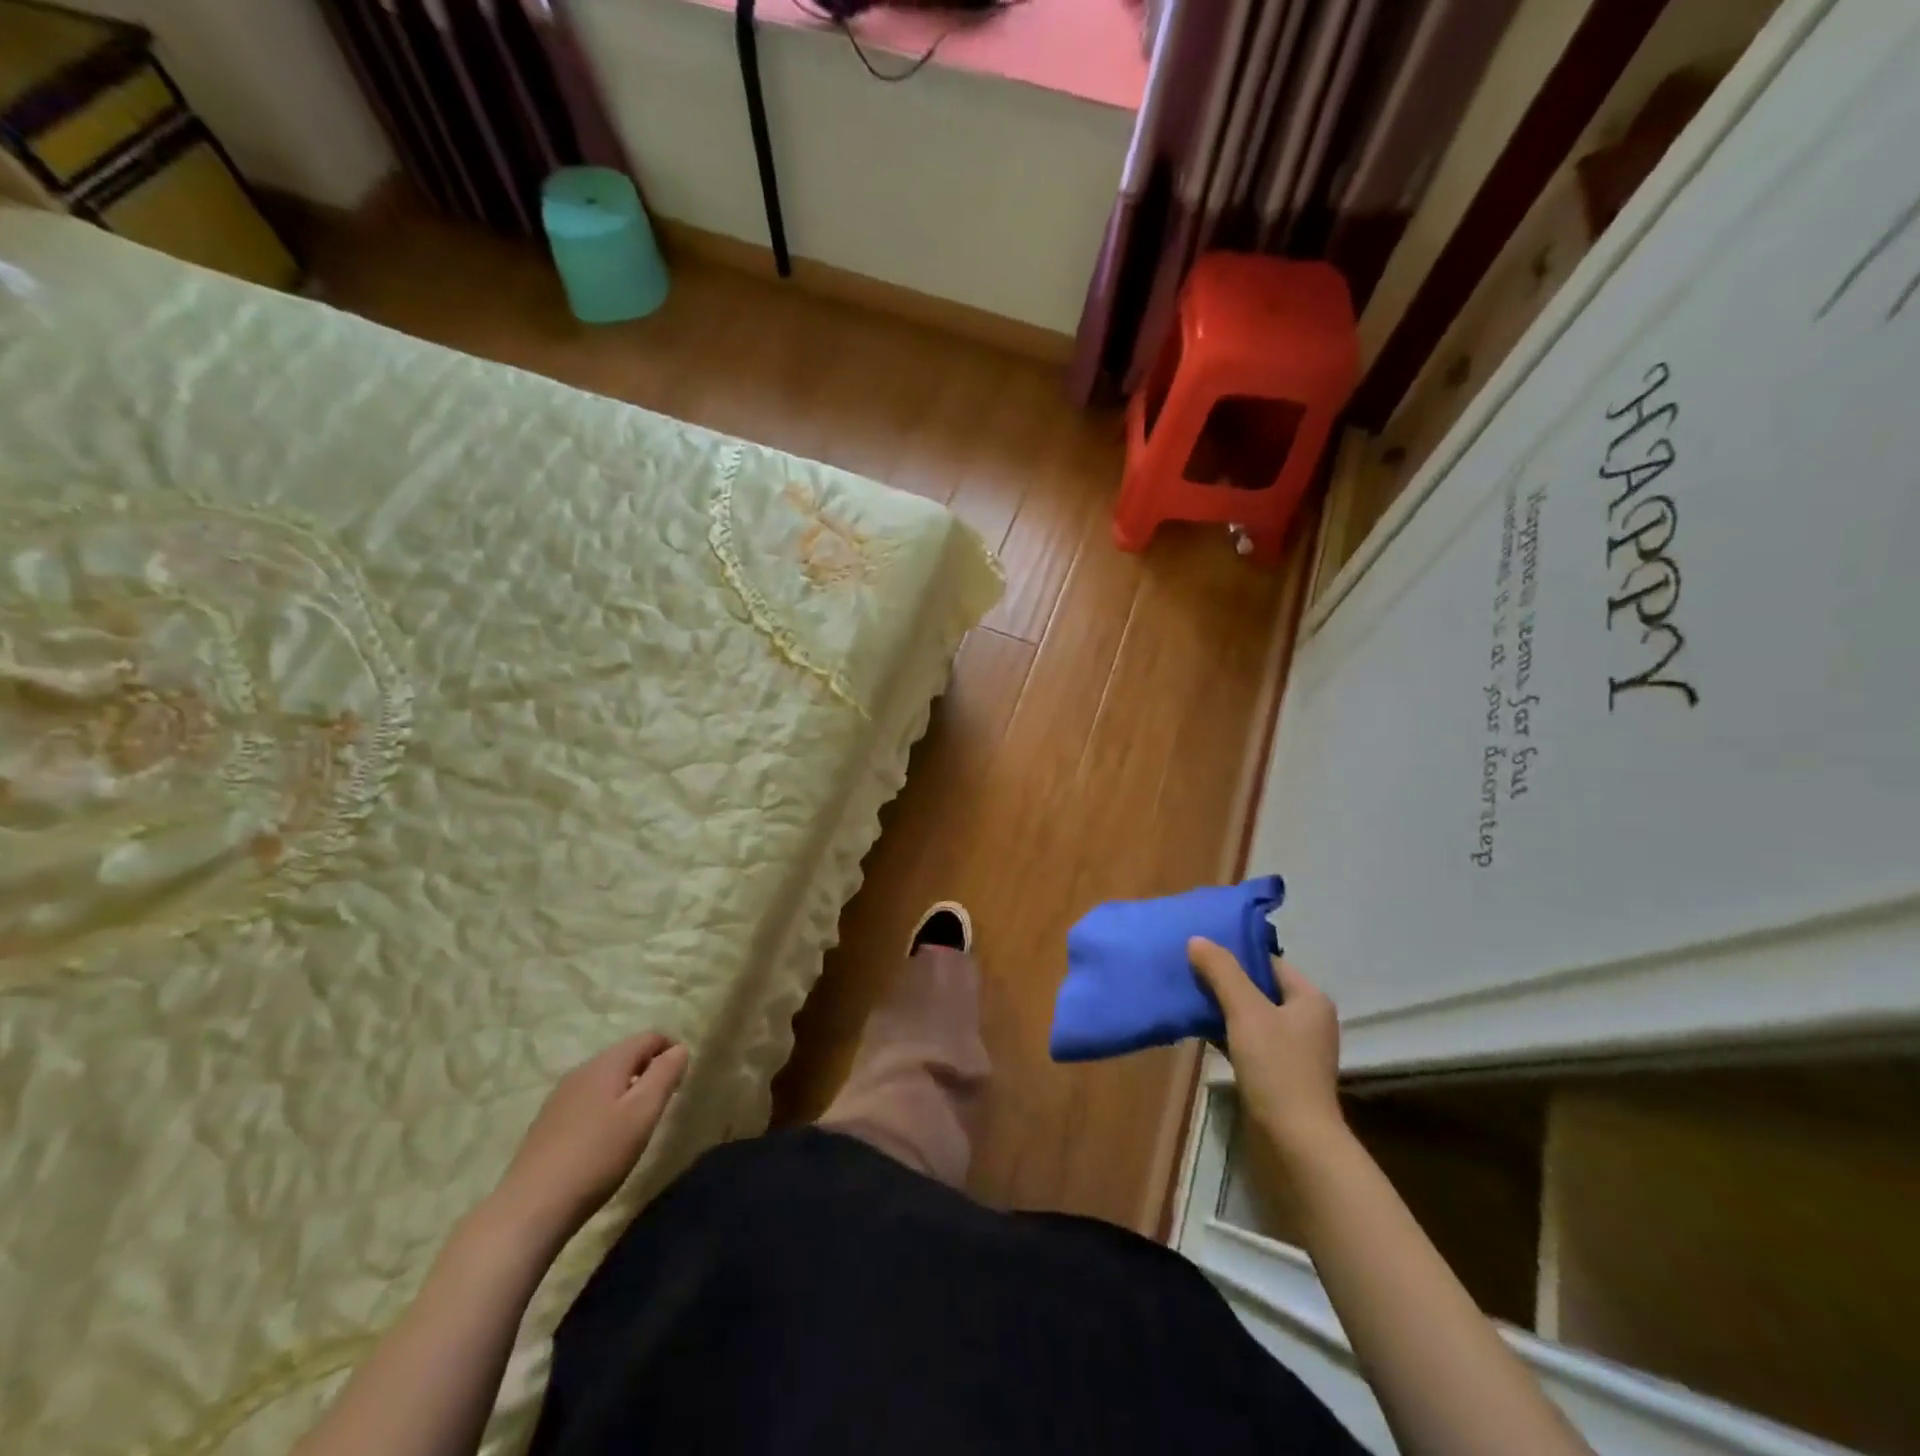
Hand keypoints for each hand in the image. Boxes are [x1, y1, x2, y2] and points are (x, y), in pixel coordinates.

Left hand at [492, 1033, 689, 1245]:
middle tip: (663, 1102)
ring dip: (626, 1090)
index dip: (670, 1050)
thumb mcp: (643, 1113)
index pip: (647, 1038)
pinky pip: (586, 1101)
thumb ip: (664, 1075)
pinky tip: (604, 1140)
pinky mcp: (546, 1124)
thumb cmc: (597, 1155)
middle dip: (648, 1070)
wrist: (530, 1209)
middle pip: (625, 1056)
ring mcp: (559, 1097)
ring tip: (636, 1123)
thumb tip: (679, 1048)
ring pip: (604, 1079)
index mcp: (607, 1063)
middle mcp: (581, 1071)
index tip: (681, 1079)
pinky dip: (605, 1107)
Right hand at [1188, 939, 1343, 1159]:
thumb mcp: (1246, 1012)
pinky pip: (1247, 1040)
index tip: (1199, 949)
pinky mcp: (1277, 1072)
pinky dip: (1225, 1033)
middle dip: (1223, 980)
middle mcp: (1306, 1020)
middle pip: (1258, 988)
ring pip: (1249, 1015)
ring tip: (1186, 996)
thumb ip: (1222, 972)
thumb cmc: (1277, 1068)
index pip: (1268, 962)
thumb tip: (1197, 940)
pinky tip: (1198, 1030)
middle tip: (1187, 970)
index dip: (1235, 954)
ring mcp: (1292, 1049)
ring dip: (1221, 1007)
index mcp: (1309, 999)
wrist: (1294, 1141)